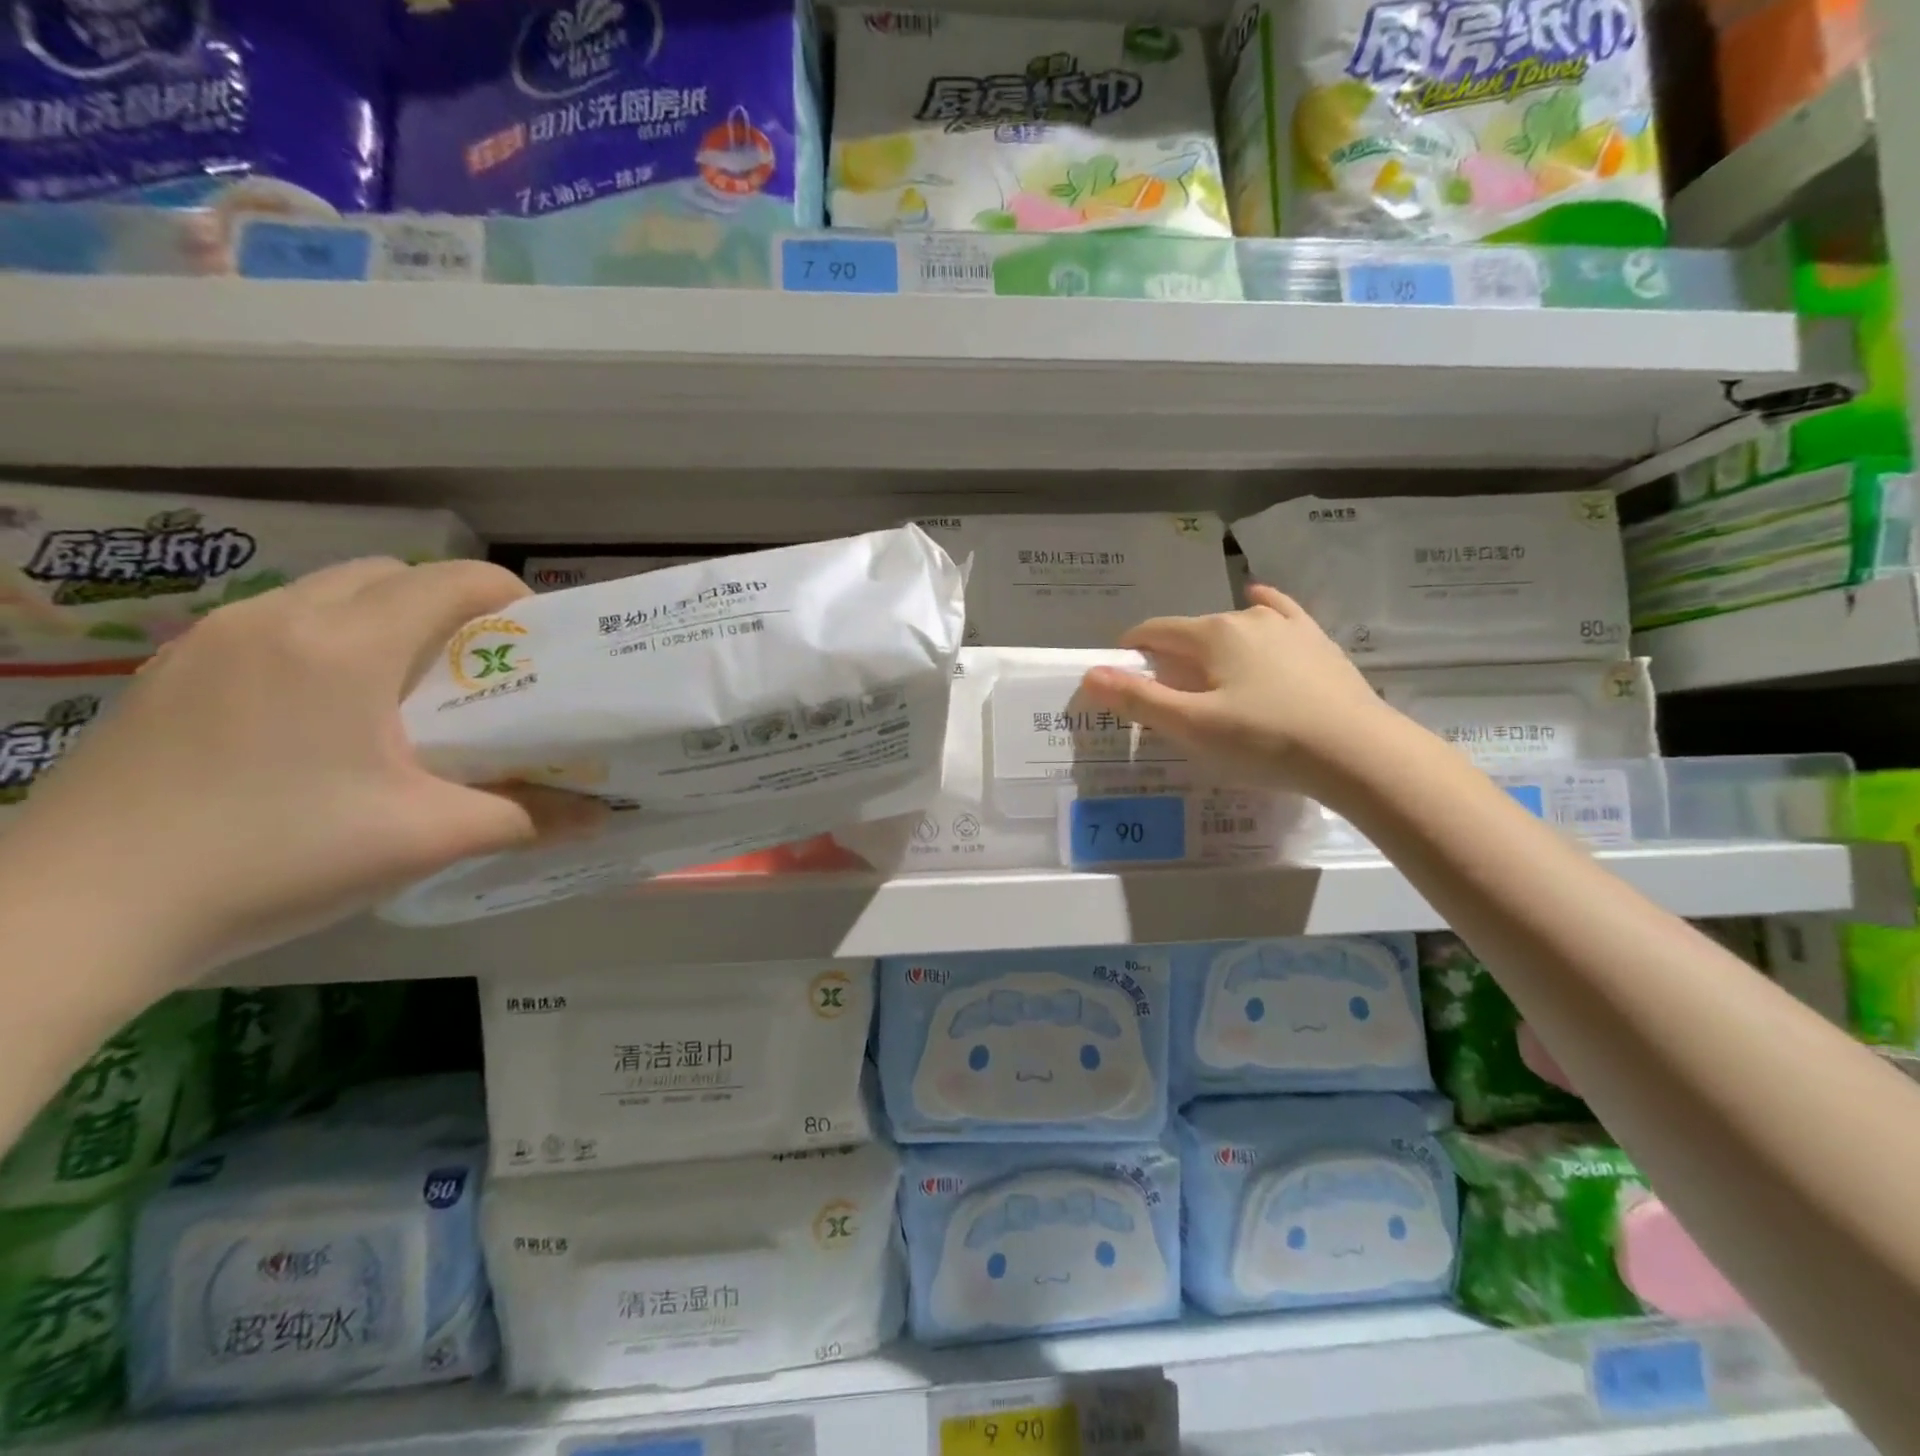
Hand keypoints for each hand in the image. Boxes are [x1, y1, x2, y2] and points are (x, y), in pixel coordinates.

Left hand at [3, 558, 603, 982]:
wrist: (78, 912)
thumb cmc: (277, 857)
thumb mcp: (423, 839)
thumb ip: (524, 819)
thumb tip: (599, 820)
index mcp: (346, 645)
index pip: (450, 581)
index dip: (508, 596)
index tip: (537, 640)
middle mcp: (278, 618)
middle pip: (389, 575)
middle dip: (447, 607)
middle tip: (477, 671)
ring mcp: (212, 640)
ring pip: (326, 595)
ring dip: (383, 622)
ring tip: (407, 693)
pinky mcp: (172, 671)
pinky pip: (275, 626)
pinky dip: (325, 643)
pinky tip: (327, 717)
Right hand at [1078, 585, 1405, 798]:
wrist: (1358, 753)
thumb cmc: (1266, 741)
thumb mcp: (1193, 727)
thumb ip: (1139, 699)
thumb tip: (1089, 674)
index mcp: (1210, 634)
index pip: (1153, 632)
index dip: (1129, 652)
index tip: (1120, 680)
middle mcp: (1245, 616)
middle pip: (1190, 631)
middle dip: (1169, 657)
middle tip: (1167, 699)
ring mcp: (1287, 625)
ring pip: (1232, 625)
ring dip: (1209, 645)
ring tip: (1208, 678)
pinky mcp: (1316, 641)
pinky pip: (1278, 613)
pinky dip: (1260, 610)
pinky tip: (1257, 605)